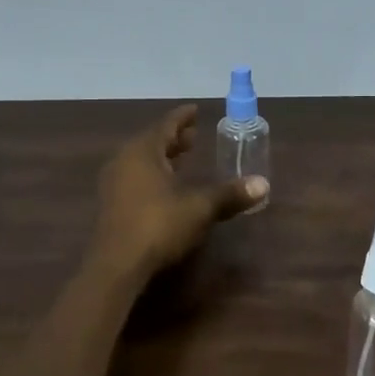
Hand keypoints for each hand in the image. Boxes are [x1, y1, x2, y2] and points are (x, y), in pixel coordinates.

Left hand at [87, 105, 266, 281]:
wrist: (116, 265)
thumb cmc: (158, 225)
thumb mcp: (199, 208)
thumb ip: (230, 194)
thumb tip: (263, 184)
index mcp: (143, 151)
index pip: (166, 125)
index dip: (183, 117)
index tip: (195, 110)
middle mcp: (124, 160)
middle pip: (151, 141)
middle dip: (174, 138)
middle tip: (193, 136)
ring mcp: (113, 183)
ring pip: (141, 161)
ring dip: (162, 157)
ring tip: (182, 159)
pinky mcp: (111, 205)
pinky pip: (134, 178)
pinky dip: (152, 174)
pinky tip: (165, 187)